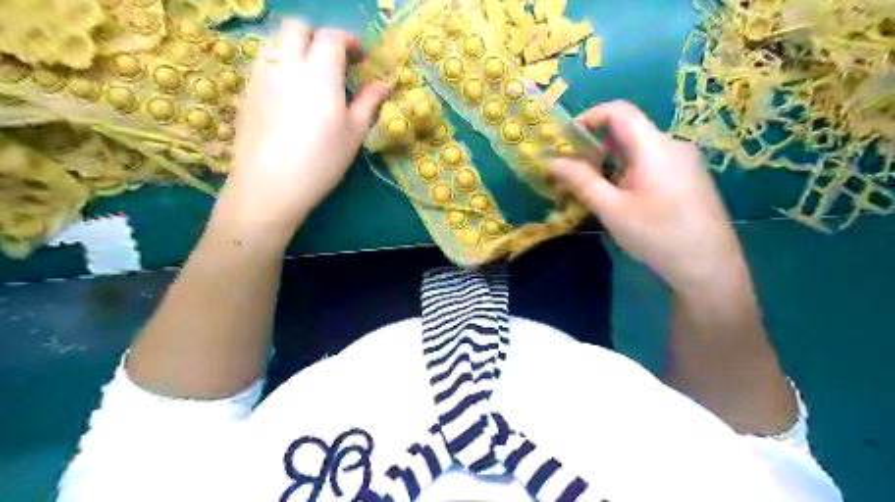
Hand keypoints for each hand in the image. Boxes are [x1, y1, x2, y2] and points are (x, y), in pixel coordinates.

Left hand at [214, 20, 390, 248]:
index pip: (331, 37)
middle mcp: (286, 64)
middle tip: (333, 61)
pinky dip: (280, 66)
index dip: (348, 41)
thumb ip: (369, 101)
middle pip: (297, 28)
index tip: (359, 56)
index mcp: (319, 73)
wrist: (270, 185)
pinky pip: (263, 63)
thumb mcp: (353, 133)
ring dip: (296, 48)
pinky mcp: (246, 91)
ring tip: (310, 76)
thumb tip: (384, 82)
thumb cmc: (321, 160)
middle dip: (317, 36)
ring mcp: (261, 76)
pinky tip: (289, 93)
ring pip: (276, 43)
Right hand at [553, 99, 749, 294]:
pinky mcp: (689, 176)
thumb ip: (581, 181)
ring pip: (639, 149)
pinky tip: (622, 198)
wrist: (710, 267)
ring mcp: (685, 161)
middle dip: (596, 146)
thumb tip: (553, 161)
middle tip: (573, 171)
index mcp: (654, 147)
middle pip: (628, 131)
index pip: (619, 111)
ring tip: (594, 189)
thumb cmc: (657, 236)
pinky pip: (652, 162)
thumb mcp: (612, 210)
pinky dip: (629, 170)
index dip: (589, 117)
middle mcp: (673, 145)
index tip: (567, 140)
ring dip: (611, 161)